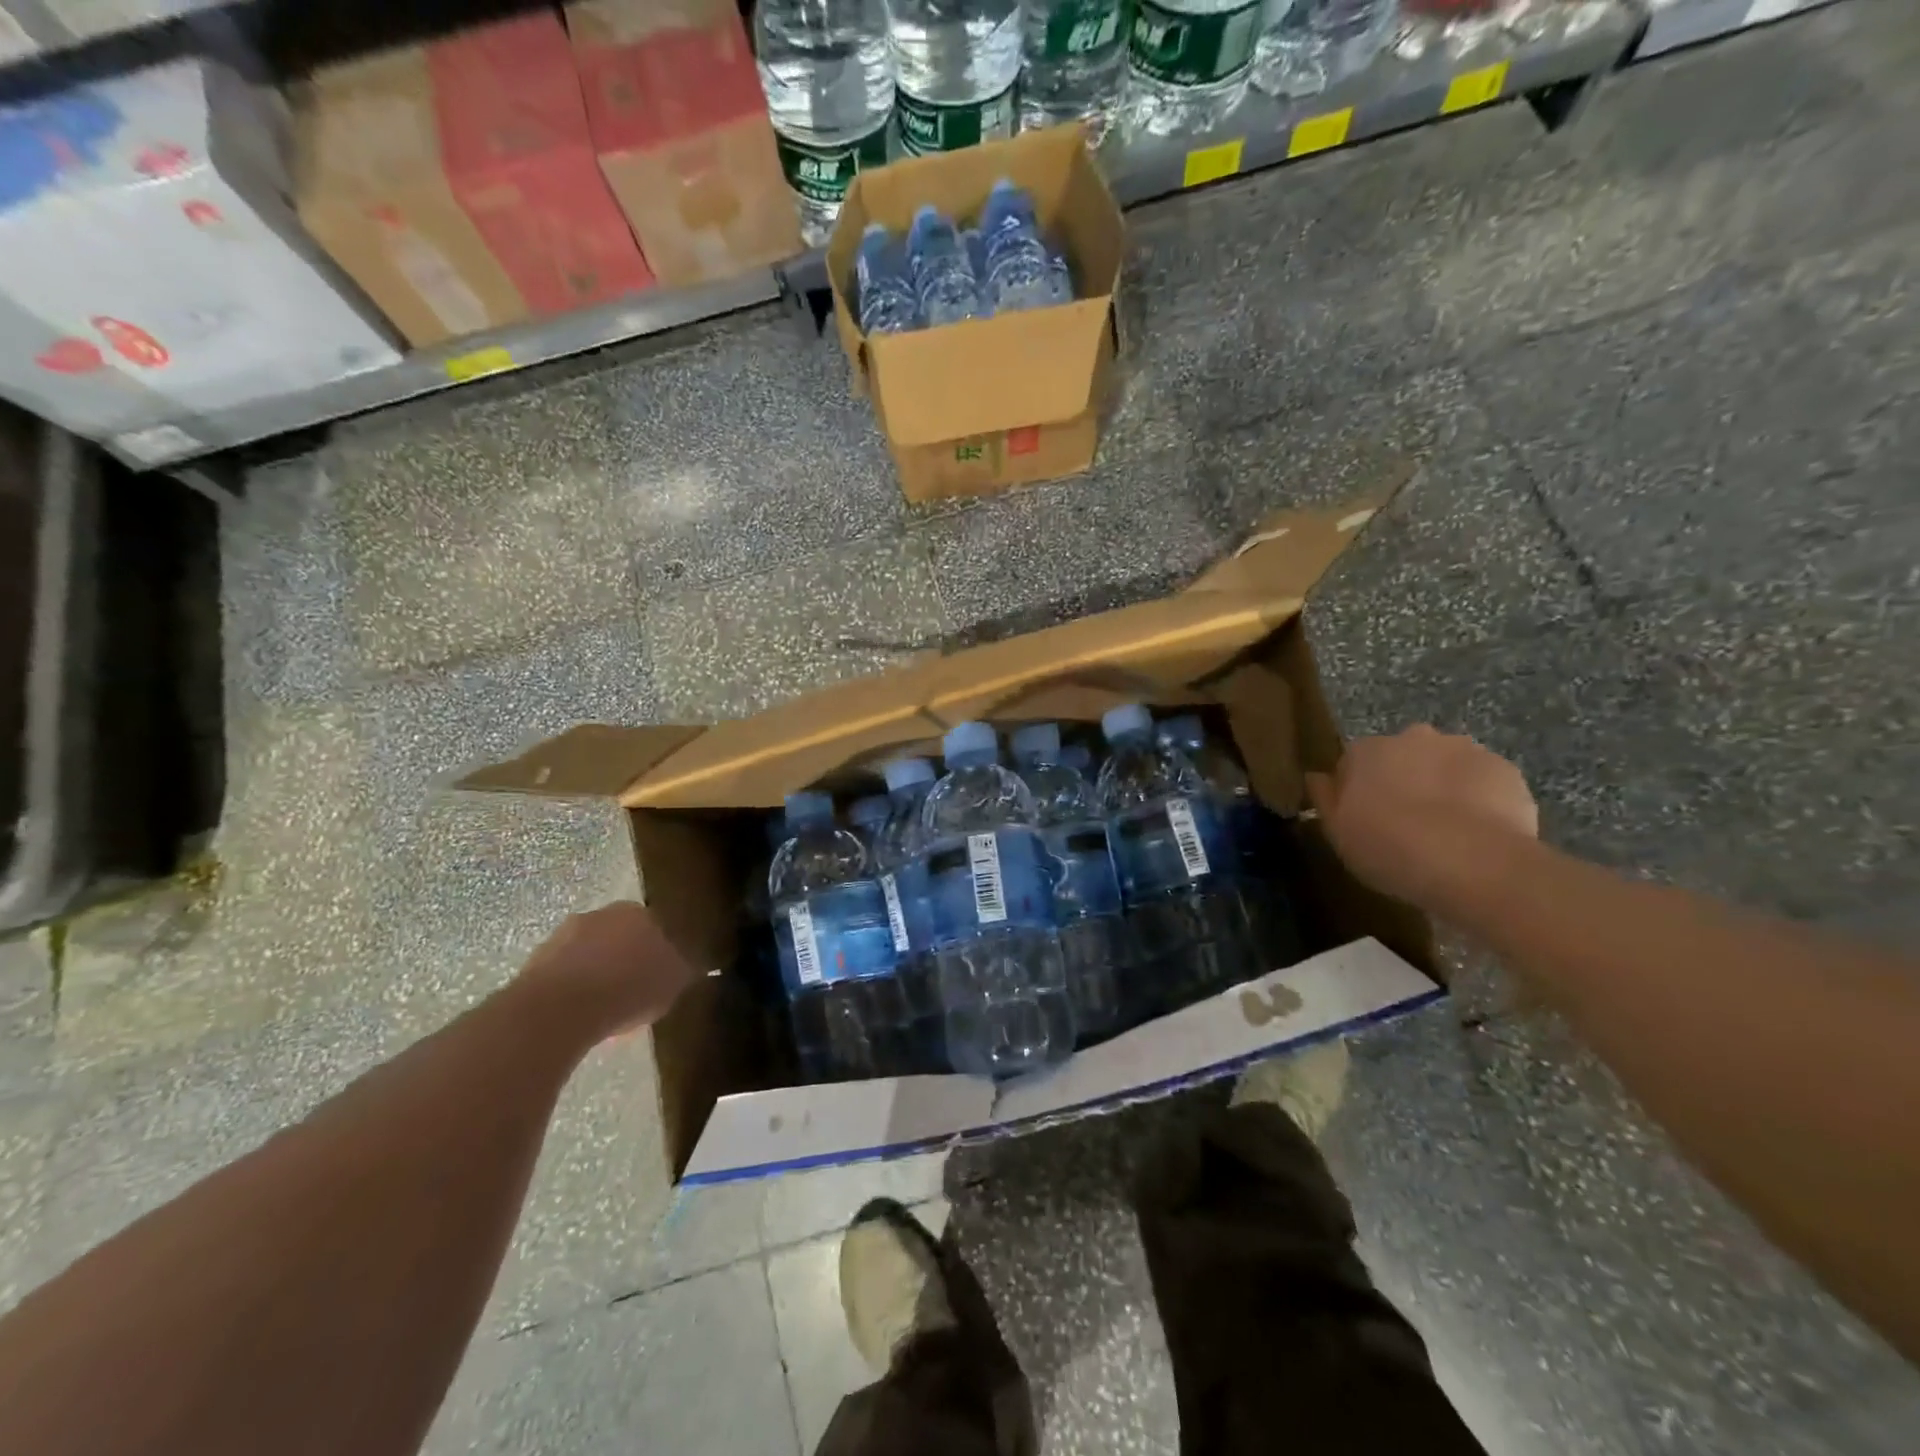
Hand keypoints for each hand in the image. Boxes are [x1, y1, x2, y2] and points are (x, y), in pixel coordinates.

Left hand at [515, 902, 695, 1037]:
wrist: (561, 1007)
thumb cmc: (629, 988)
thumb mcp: (674, 981)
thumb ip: (682, 969)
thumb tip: (686, 966)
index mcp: (639, 912)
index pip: (657, 926)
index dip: (661, 952)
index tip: (661, 976)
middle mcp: (601, 914)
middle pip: (620, 937)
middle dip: (626, 960)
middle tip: (634, 992)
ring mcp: (564, 935)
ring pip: (590, 954)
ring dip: (598, 974)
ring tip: (606, 1009)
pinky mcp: (536, 961)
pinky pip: (566, 975)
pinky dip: (574, 990)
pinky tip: (581, 1015)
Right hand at [1305, 725, 1537, 912]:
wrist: (1474, 864)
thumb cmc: (1389, 847)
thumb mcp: (1338, 832)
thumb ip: (1325, 799)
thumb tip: (1317, 777)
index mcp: (1366, 750)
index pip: (1353, 762)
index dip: (1357, 790)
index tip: (1363, 818)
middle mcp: (1413, 738)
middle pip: (1403, 757)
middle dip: (1403, 780)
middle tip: (1406, 824)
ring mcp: (1464, 749)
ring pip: (1445, 766)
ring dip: (1442, 788)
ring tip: (1446, 832)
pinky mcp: (1506, 770)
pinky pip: (1483, 782)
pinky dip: (1479, 800)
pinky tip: (1477, 834)